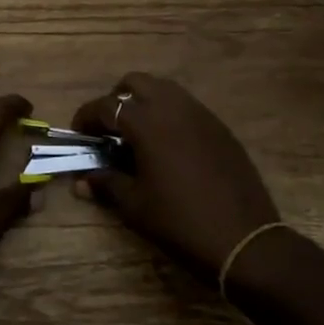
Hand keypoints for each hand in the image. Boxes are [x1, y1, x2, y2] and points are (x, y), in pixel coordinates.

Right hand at [71, 72, 281, 281]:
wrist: (245, 241)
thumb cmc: (181, 222)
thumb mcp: (135, 206)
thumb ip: (106, 184)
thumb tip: (81, 181)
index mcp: (147, 122)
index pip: (106, 106)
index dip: (86, 117)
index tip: (78, 134)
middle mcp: (174, 107)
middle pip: (136, 83)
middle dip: (116, 100)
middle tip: (109, 129)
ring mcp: (201, 115)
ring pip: (164, 90)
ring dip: (145, 103)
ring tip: (138, 136)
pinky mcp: (221, 129)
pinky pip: (187, 108)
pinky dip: (169, 116)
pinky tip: (169, 148)